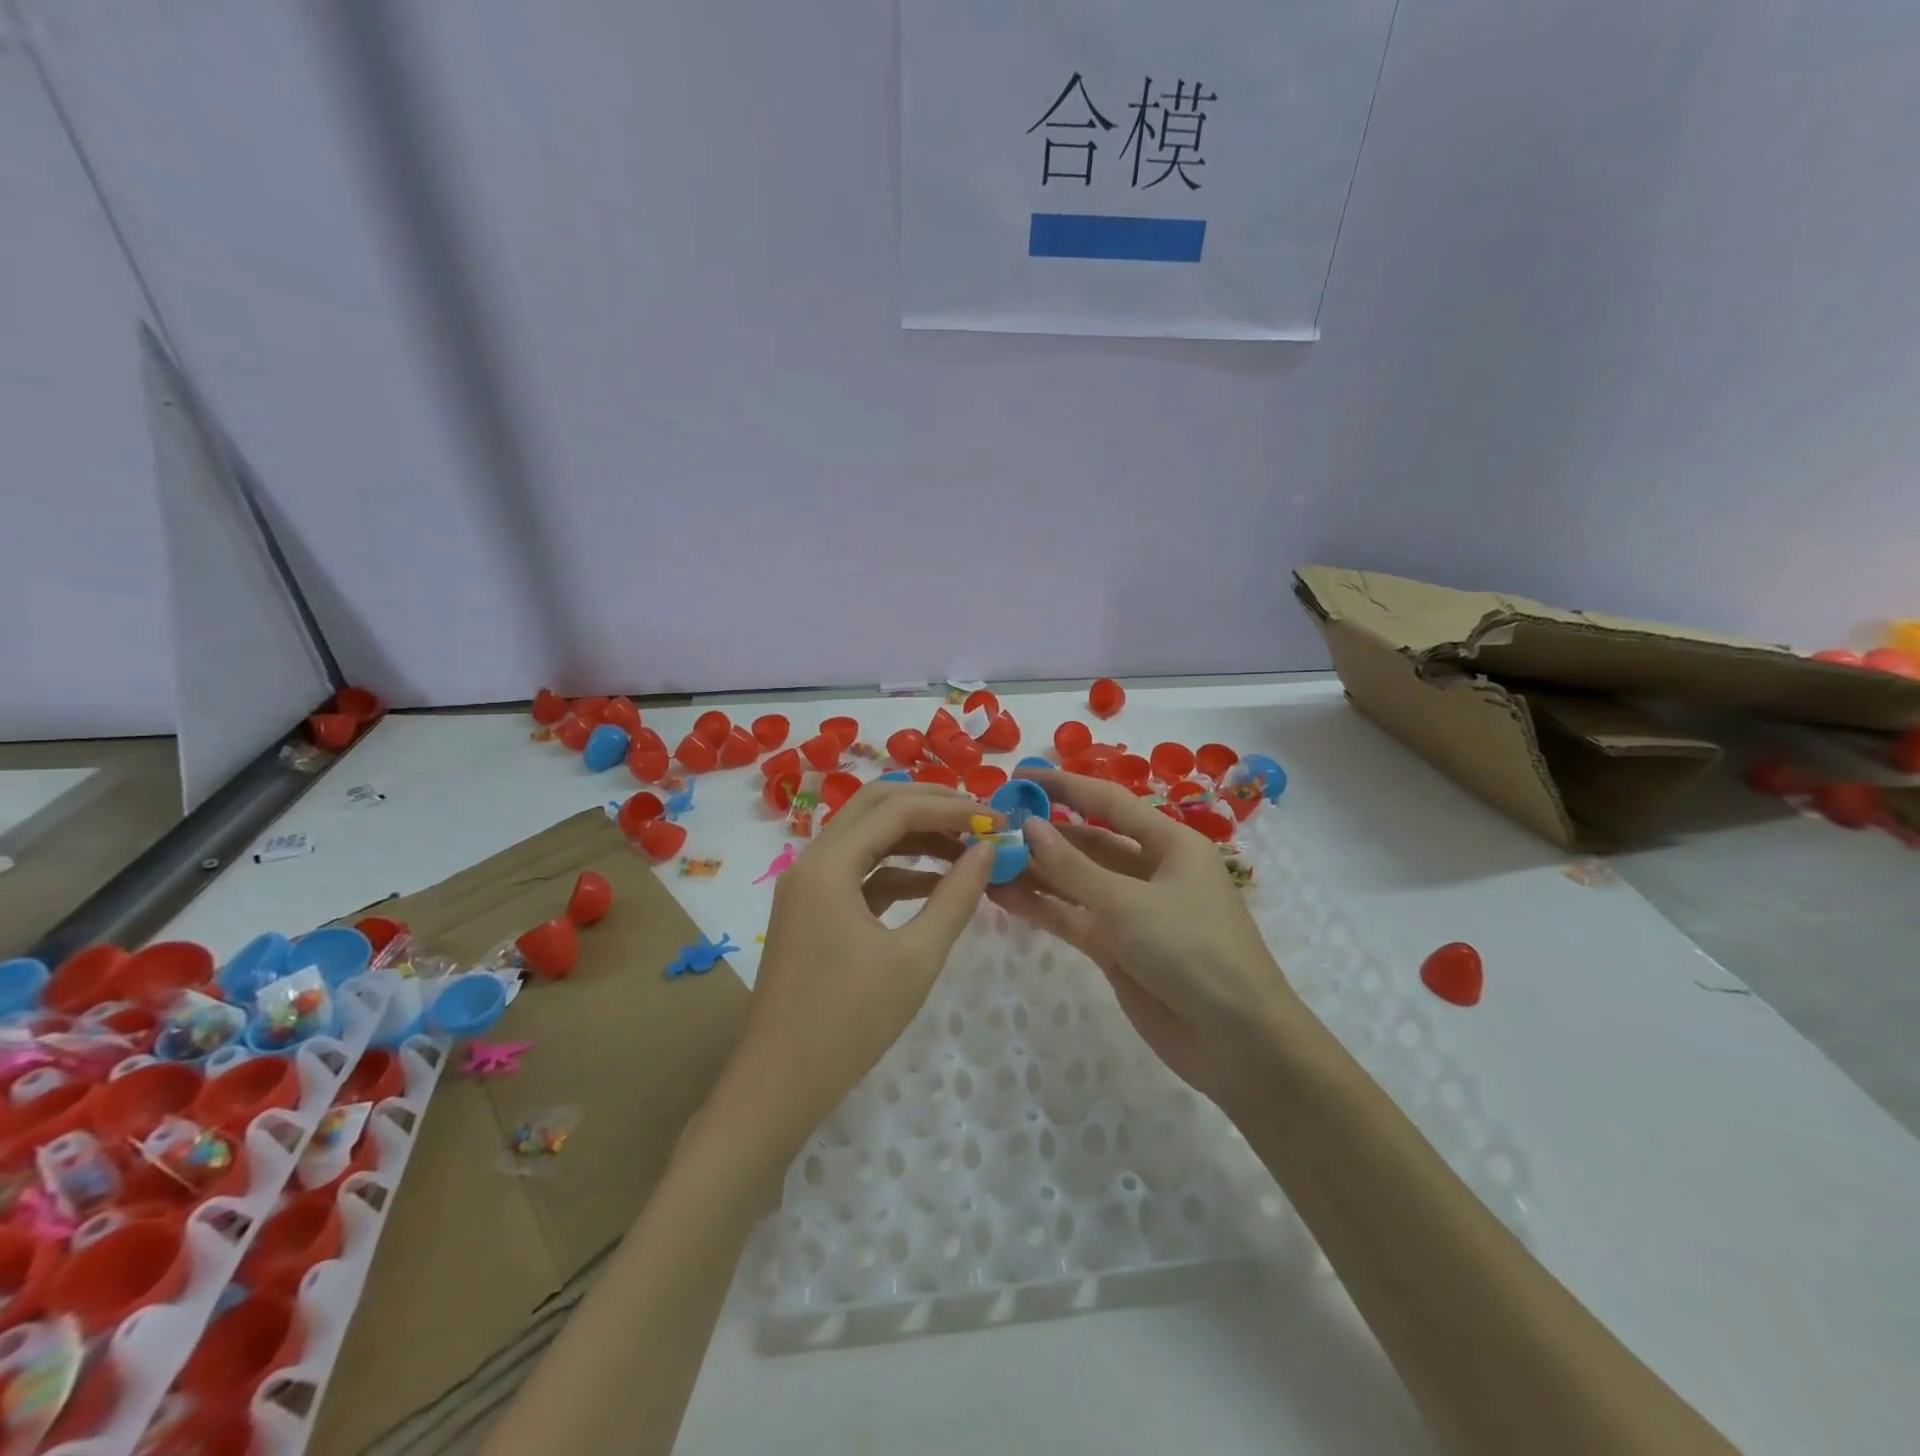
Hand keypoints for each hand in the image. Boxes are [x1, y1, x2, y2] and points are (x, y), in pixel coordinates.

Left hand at [724, 781, 995, 1147]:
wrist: (780, 1084)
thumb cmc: (849, 1022)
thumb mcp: (915, 959)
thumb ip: (955, 897)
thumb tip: (987, 850)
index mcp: (828, 864)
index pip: (896, 810)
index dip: (950, 807)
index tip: (995, 819)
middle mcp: (812, 861)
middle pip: (874, 806)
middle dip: (929, 805)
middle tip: (978, 817)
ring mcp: (809, 886)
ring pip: (867, 836)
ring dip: (915, 835)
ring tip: (966, 847)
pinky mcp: (814, 911)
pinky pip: (860, 871)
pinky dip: (899, 869)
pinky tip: (936, 883)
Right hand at [989, 770, 1300, 1108]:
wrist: (1236, 1040)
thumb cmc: (1192, 950)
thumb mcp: (1129, 902)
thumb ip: (1073, 866)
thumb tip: (1029, 826)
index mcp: (1169, 844)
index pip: (1108, 803)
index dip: (1064, 786)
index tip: (1019, 777)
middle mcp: (1150, 871)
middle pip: (1088, 842)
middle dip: (1043, 833)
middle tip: (991, 825)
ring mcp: (1131, 912)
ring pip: (1075, 882)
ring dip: (1035, 872)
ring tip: (986, 860)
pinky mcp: (1117, 948)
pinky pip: (1072, 917)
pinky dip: (1041, 907)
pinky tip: (1002, 896)